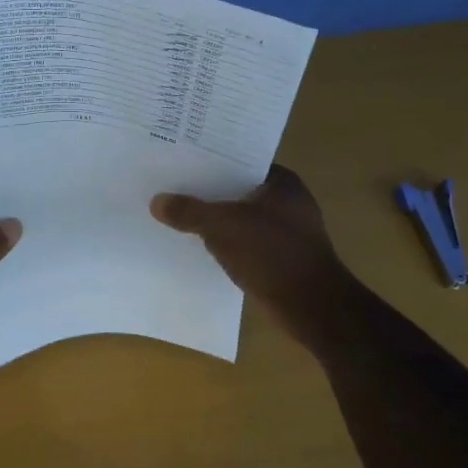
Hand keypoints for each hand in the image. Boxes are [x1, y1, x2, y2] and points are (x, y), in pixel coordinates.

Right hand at [151, 165, 350, 349]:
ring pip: (239, 217)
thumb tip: (157, 202)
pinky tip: (197, 245)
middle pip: (237, 189)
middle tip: (169, 185)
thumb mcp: (222, 227)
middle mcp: (287, 202)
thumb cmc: (272, 254)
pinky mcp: (279, 258)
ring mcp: (285, 232)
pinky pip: (243, 242)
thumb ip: (189, 211)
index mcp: (282, 182)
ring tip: (176, 214)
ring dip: (214, 219)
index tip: (180, 159)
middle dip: (207, 191)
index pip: (240, 160)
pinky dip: (224, 242)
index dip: (210, 160)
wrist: (311, 307)